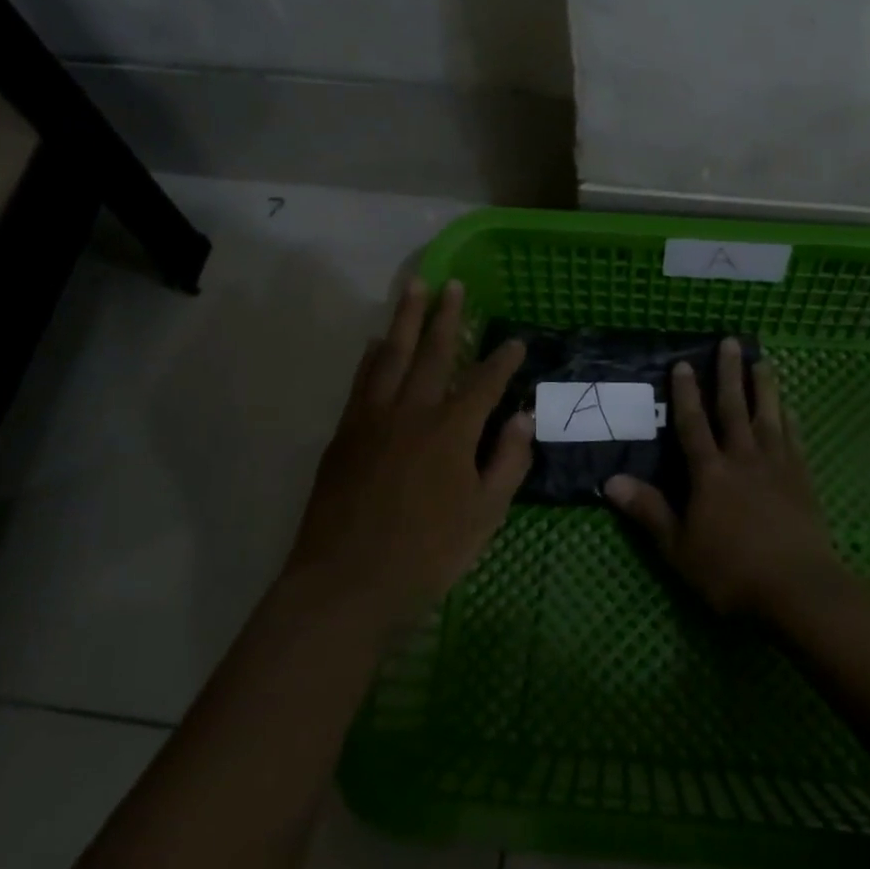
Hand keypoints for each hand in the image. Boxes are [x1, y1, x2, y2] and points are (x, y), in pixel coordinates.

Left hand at [286, 278, 532, 625]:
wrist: (346, 584)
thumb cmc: (426, 555)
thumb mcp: (485, 516)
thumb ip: (508, 462)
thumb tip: (524, 418)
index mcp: (452, 431)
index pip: (484, 382)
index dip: (503, 360)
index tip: (516, 341)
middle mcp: (412, 411)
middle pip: (432, 352)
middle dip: (446, 316)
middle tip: (453, 284)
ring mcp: (373, 419)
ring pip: (390, 355)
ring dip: (404, 319)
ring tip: (414, 288)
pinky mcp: (345, 434)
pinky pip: (361, 381)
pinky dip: (371, 357)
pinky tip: (374, 343)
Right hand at [605, 338, 841, 618]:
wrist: (798, 589)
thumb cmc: (731, 571)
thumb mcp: (679, 547)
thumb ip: (648, 511)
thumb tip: (609, 481)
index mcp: (710, 473)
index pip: (693, 424)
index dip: (685, 393)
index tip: (683, 363)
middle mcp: (742, 458)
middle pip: (733, 408)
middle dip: (728, 374)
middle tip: (730, 342)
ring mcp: (776, 465)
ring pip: (768, 416)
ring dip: (764, 387)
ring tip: (762, 361)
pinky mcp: (802, 478)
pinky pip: (794, 439)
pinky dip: (789, 419)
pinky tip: (789, 408)